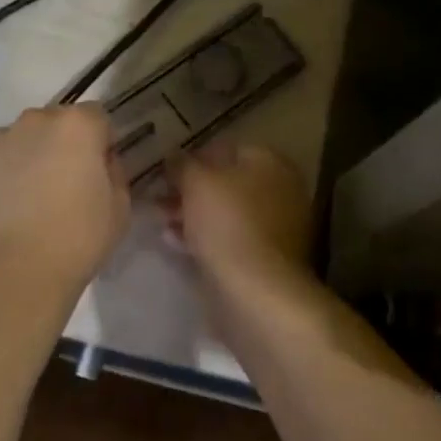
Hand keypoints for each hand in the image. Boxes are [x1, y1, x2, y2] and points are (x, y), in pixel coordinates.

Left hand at [0, 105, 129, 304]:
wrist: (9, 275)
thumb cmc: (75, 241)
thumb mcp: (119, 210)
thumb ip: (113, 173)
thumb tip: (99, 163)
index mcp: (78, 126)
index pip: (97, 117)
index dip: (100, 143)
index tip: (99, 172)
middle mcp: (36, 120)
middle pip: (56, 123)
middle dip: (63, 145)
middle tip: (63, 186)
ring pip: (21, 138)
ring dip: (29, 156)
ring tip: (27, 200)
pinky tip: (2, 207)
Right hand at [162, 142, 313, 285]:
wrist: (256, 292)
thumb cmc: (228, 223)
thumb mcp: (197, 182)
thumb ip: (183, 165)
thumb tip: (175, 157)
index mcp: (271, 163)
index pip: (228, 149)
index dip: (194, 157)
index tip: (167, 171)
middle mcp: (280, 190)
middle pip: (228, 183)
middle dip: (191, 190)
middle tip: (160, 199)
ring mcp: (276, 228)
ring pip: (227, 213)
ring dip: (194, 215)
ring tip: (162, 222)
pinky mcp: (266, 260)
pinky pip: (230, 240)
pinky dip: (205, 239)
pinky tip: (176, 243)